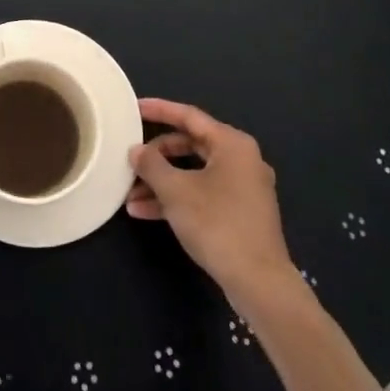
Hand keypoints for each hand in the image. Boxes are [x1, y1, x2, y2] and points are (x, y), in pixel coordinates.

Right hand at [127, 98, 299, 313]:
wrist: (259, 282)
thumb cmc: (217, 224)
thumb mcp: (176, 191)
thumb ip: (152, 165)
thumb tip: (137, 151)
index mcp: (232, 144)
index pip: (189, 116)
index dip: (159, 110)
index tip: (134, 108)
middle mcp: (241, 159)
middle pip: (190, 145)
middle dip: (157, 156)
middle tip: (131, 160)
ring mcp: (243, 188)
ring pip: (194, 173)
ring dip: (162, 182)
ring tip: (130, 196)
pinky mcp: (240, 213)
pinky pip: (202, 194)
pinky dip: (177, 199)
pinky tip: (145, 212)